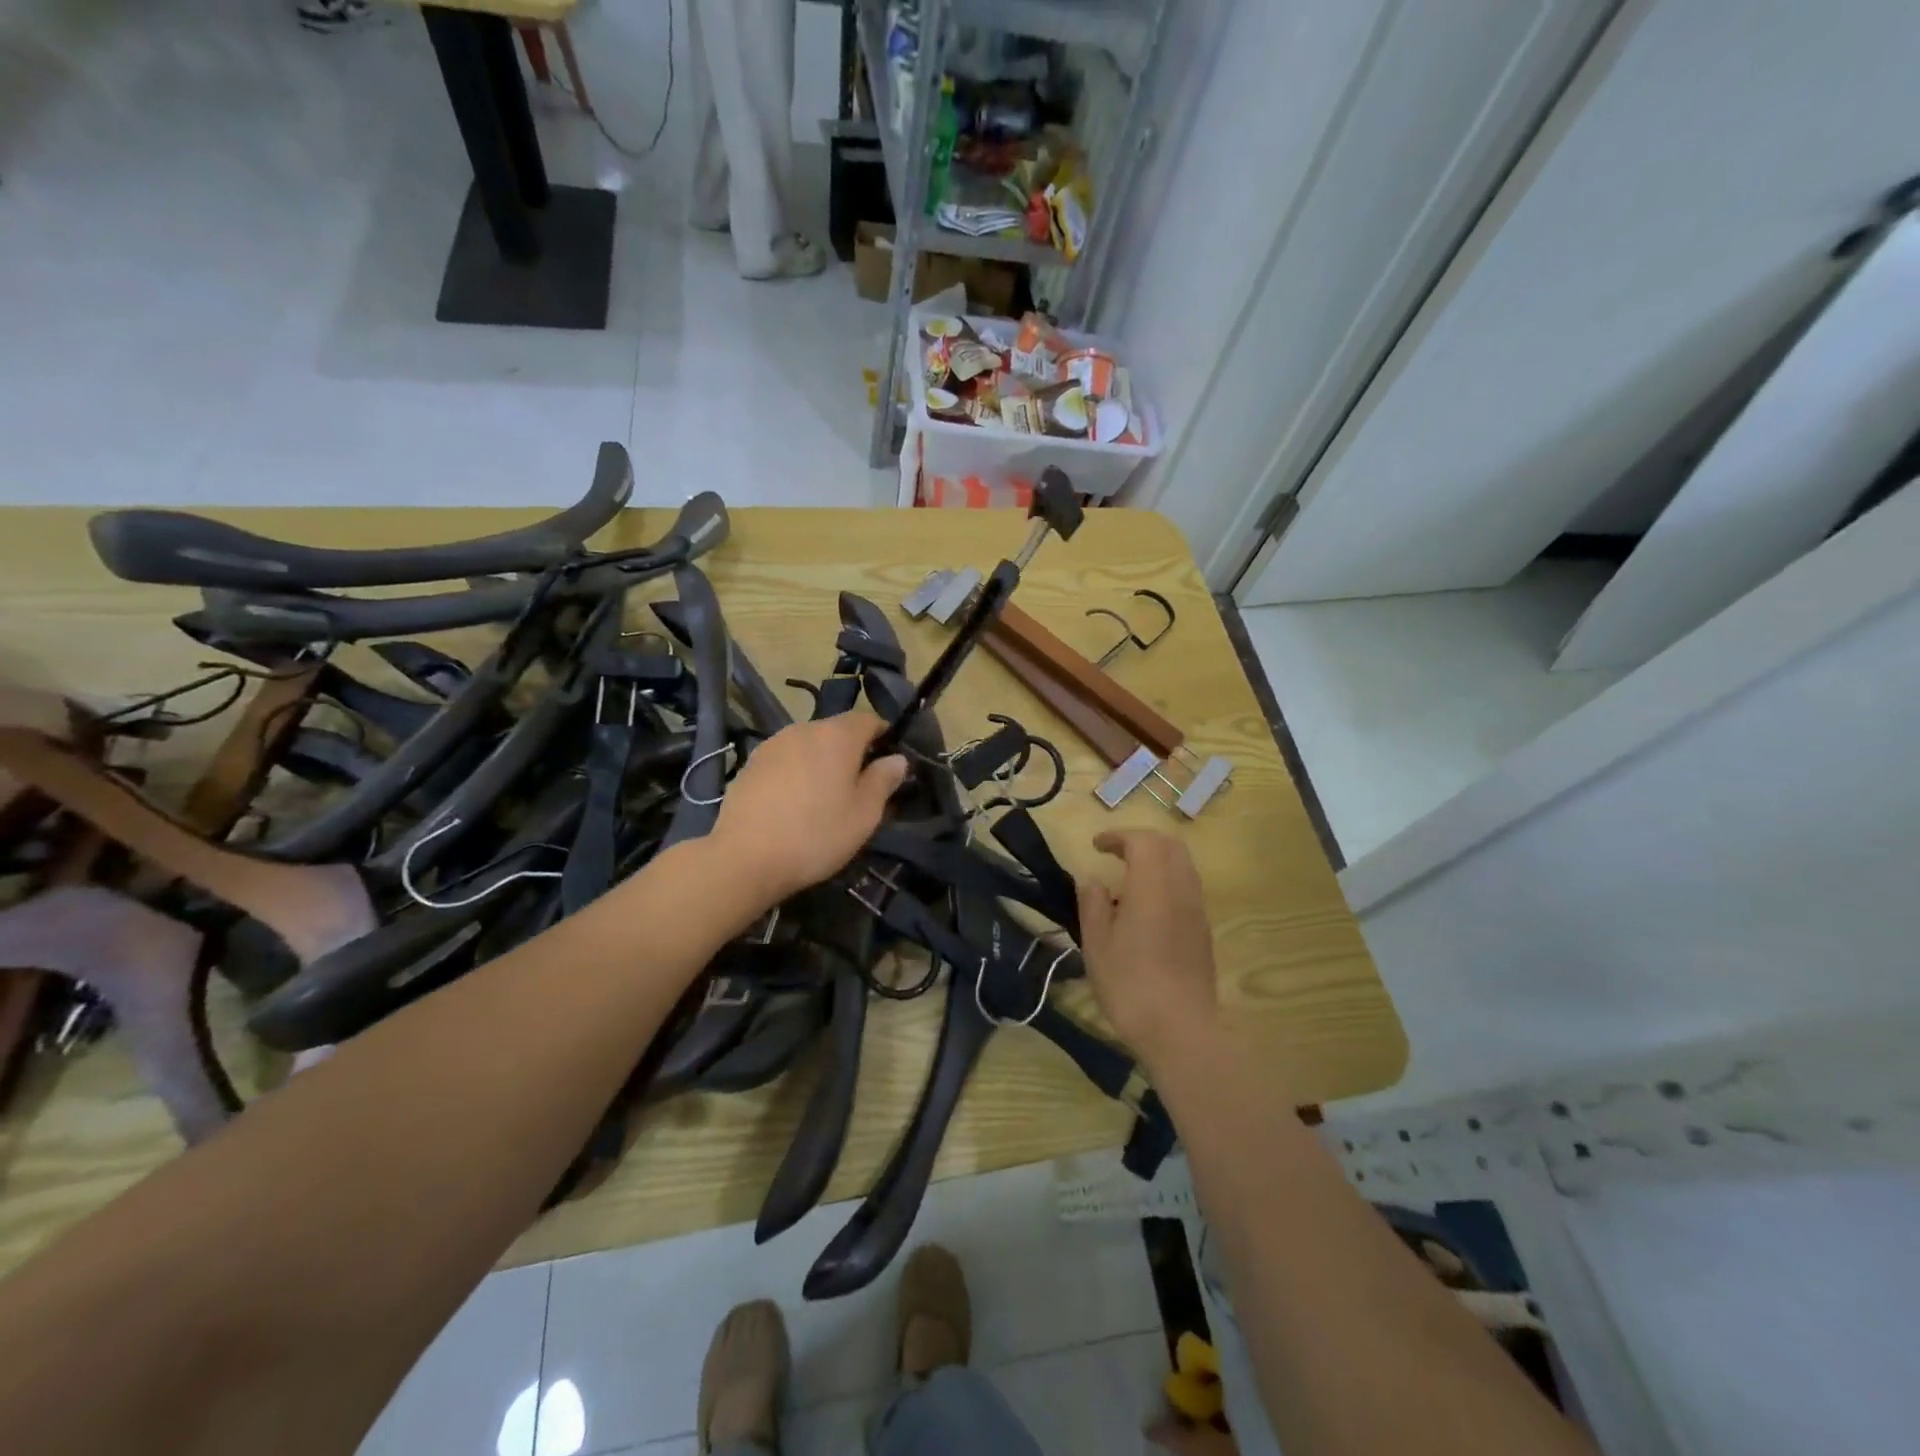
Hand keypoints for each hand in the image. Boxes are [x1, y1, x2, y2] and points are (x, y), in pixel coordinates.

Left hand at [710, 713, 908, 903]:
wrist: (744, 858)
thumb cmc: (816, 835)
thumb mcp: (864, 814)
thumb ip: (883, 780)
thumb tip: (897, 759)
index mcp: (837, 735)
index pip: (869, 719)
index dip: (884, 737)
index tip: (889, 764)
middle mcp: (803, 729)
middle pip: (836, 731)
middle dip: (851, 752)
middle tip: (859, 788)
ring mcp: (772, 745)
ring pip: (808, 746)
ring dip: (821, 763)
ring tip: (824, 798)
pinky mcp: (749, 764)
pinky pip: (785, 761)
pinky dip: (796, 774)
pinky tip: (793, 805)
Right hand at [1077, 830, 1218, 1062]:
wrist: (1180, 1028)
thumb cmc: (1130, 984)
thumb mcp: (1096, 944)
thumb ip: (1093, 904)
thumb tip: (1092, 880)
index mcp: (1152, 886)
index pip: (1142, 841)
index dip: (1118, 836)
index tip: (1096, 845)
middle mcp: (1180, 889)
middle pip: (1169, 845)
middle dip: (1141, 841)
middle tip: (1115, 853)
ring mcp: (1197, 909)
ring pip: (1183, 865)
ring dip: (1157, 859)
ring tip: (1130, 877)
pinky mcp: (1203, 930)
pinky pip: (1188, 887)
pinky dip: (1168, 880)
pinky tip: (1147, 905)